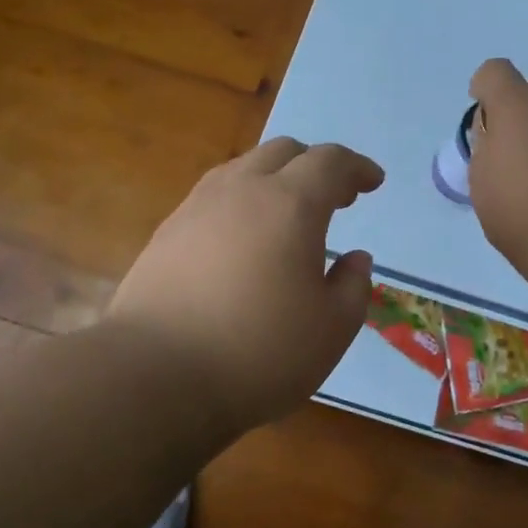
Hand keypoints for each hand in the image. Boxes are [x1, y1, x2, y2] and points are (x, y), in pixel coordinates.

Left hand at [107, 138, 383, 434]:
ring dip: (276, 178)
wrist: (154, 376)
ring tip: (288, 213)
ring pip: (244, 168)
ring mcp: (197, 207)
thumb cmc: (259, 352)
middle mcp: (242, 190)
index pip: (330, 162)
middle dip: (317, 166)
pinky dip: (242, 201)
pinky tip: (242, 238)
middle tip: (336, 197)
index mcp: (290, 204)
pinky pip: (214, 196)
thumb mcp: (331, 329)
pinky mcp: (166, 233)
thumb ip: (354, 286)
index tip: (373, 182)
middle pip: (284, 152)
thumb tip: (355, 258)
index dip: (357, 168)